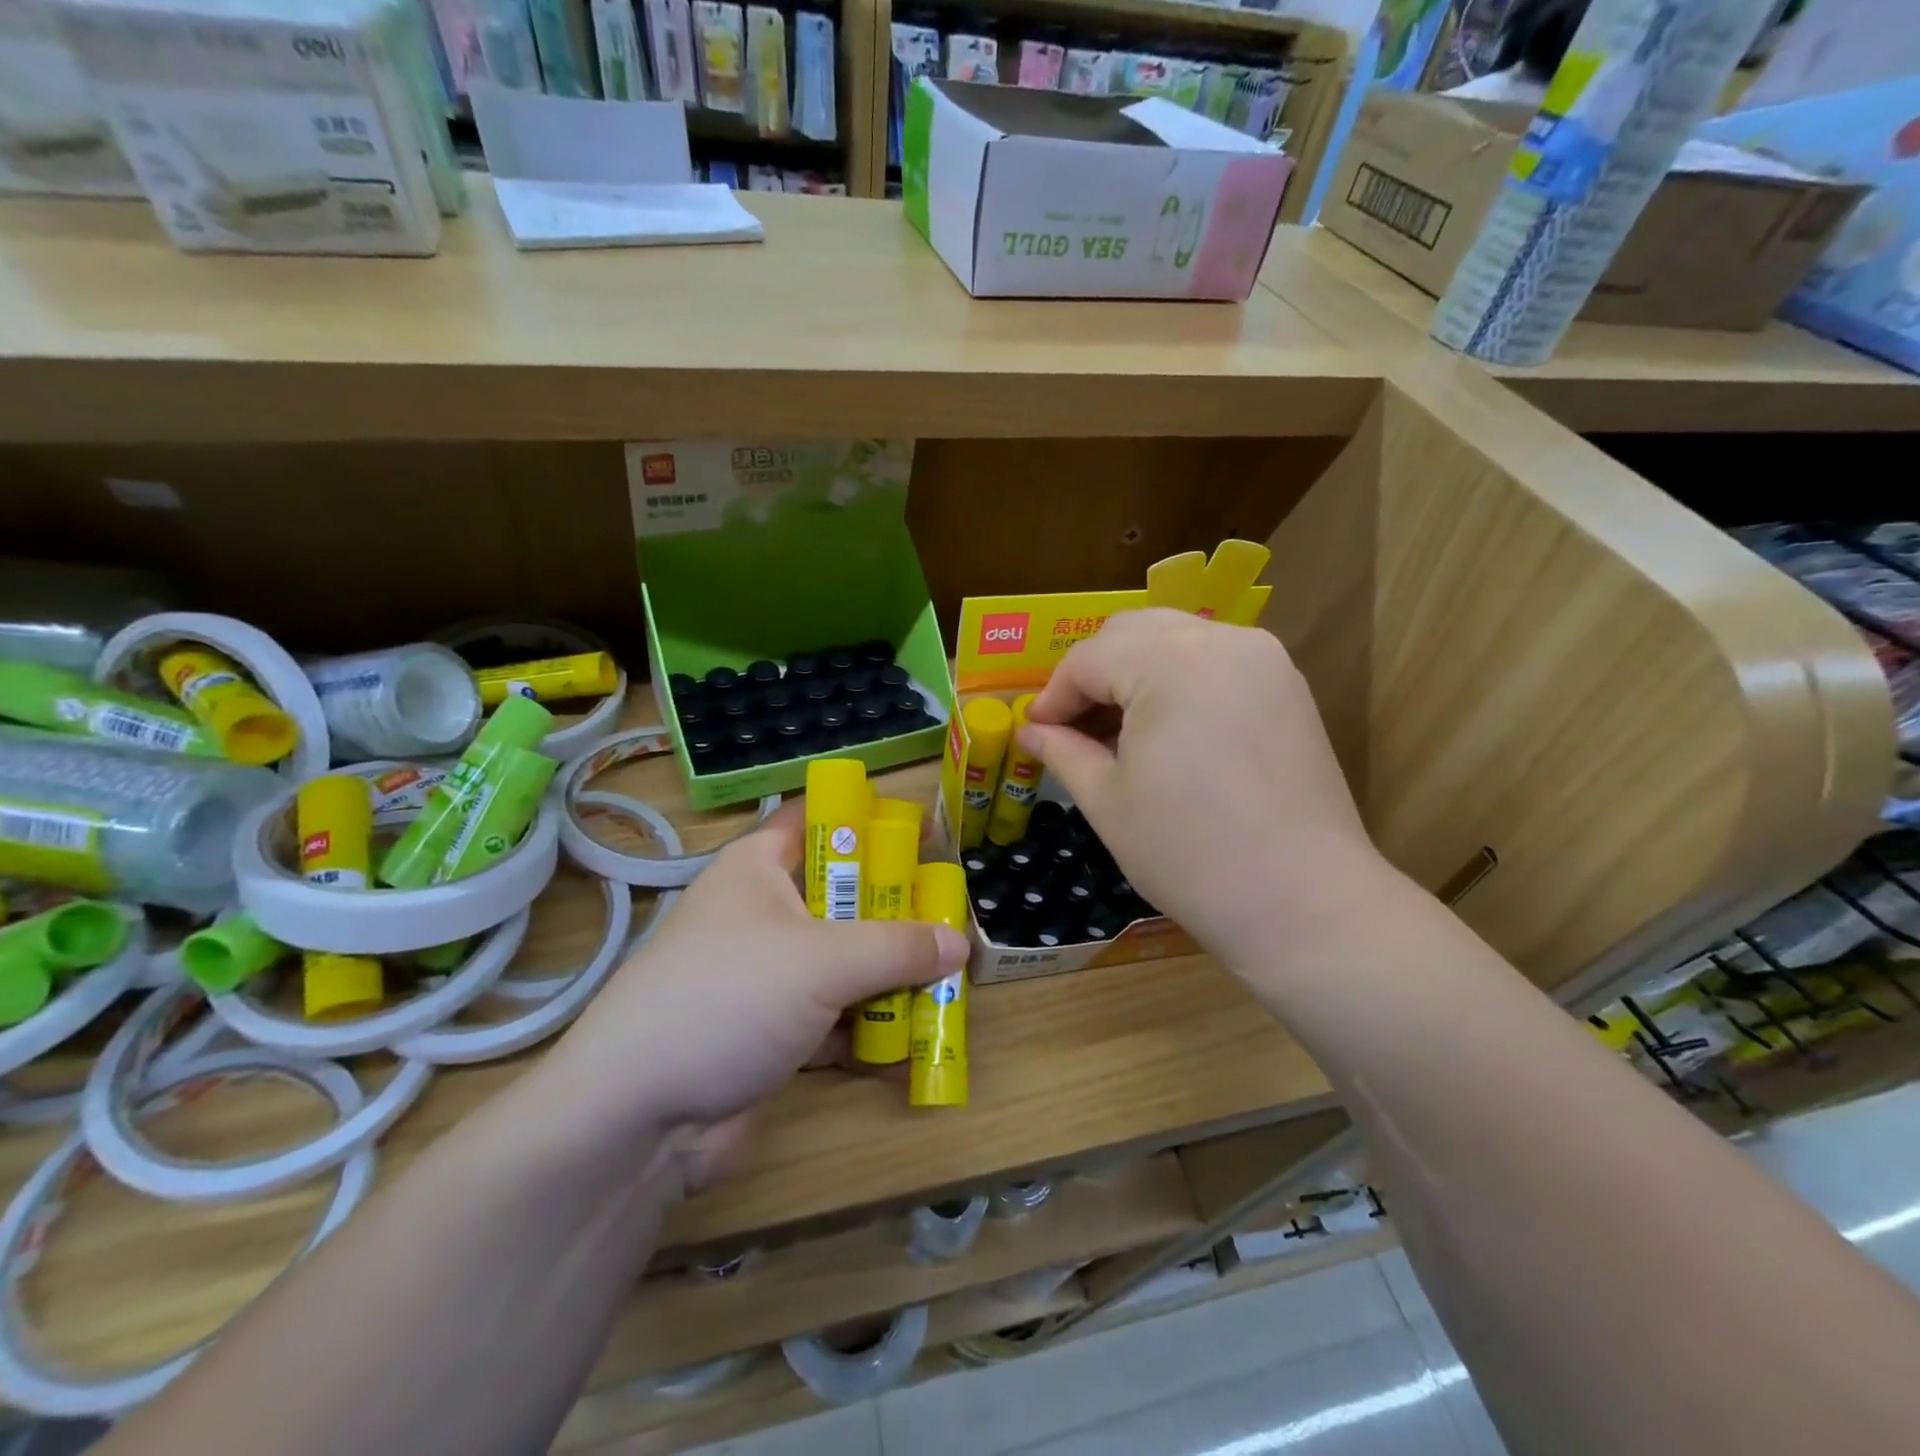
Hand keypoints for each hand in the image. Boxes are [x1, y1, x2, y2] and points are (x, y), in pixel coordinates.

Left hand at [536, 802, 967, 1188]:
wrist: (636, 1118)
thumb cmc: (729, 999)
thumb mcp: (823, 961)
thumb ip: (898, 948)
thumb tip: (960, 943)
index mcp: (759, 867)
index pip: (819, 819)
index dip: (870, 820)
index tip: (926, 837)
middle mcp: (763, 912)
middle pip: (842, 894)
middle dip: (896, 908)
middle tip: (951, 916)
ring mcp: (767, 974)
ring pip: (843, 957)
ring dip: (890, 970)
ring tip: (951, 974)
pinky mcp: (773, 1030)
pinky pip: (835, 1012)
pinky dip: (870, 1021)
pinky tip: (918, 1033)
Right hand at [1021, 609, 1394, 967]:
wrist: (1303, 903)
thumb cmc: (1188, 853)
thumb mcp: (1108, 801)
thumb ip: (1063, 751)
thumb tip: (1028, 729)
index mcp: (1171, 663)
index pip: (1089, 659)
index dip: (1053, 695)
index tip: (1034, 732)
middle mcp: (1221, 641)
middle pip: (1131, 633)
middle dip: (1091, 674)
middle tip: (1071, 727)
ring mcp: (1263, 660)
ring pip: (1174, 639)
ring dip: (1133, 672)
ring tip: (1115, 730)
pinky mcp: (1287, 686)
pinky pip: (1213, 660)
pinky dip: (1176, 679)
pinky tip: (1164, 729)